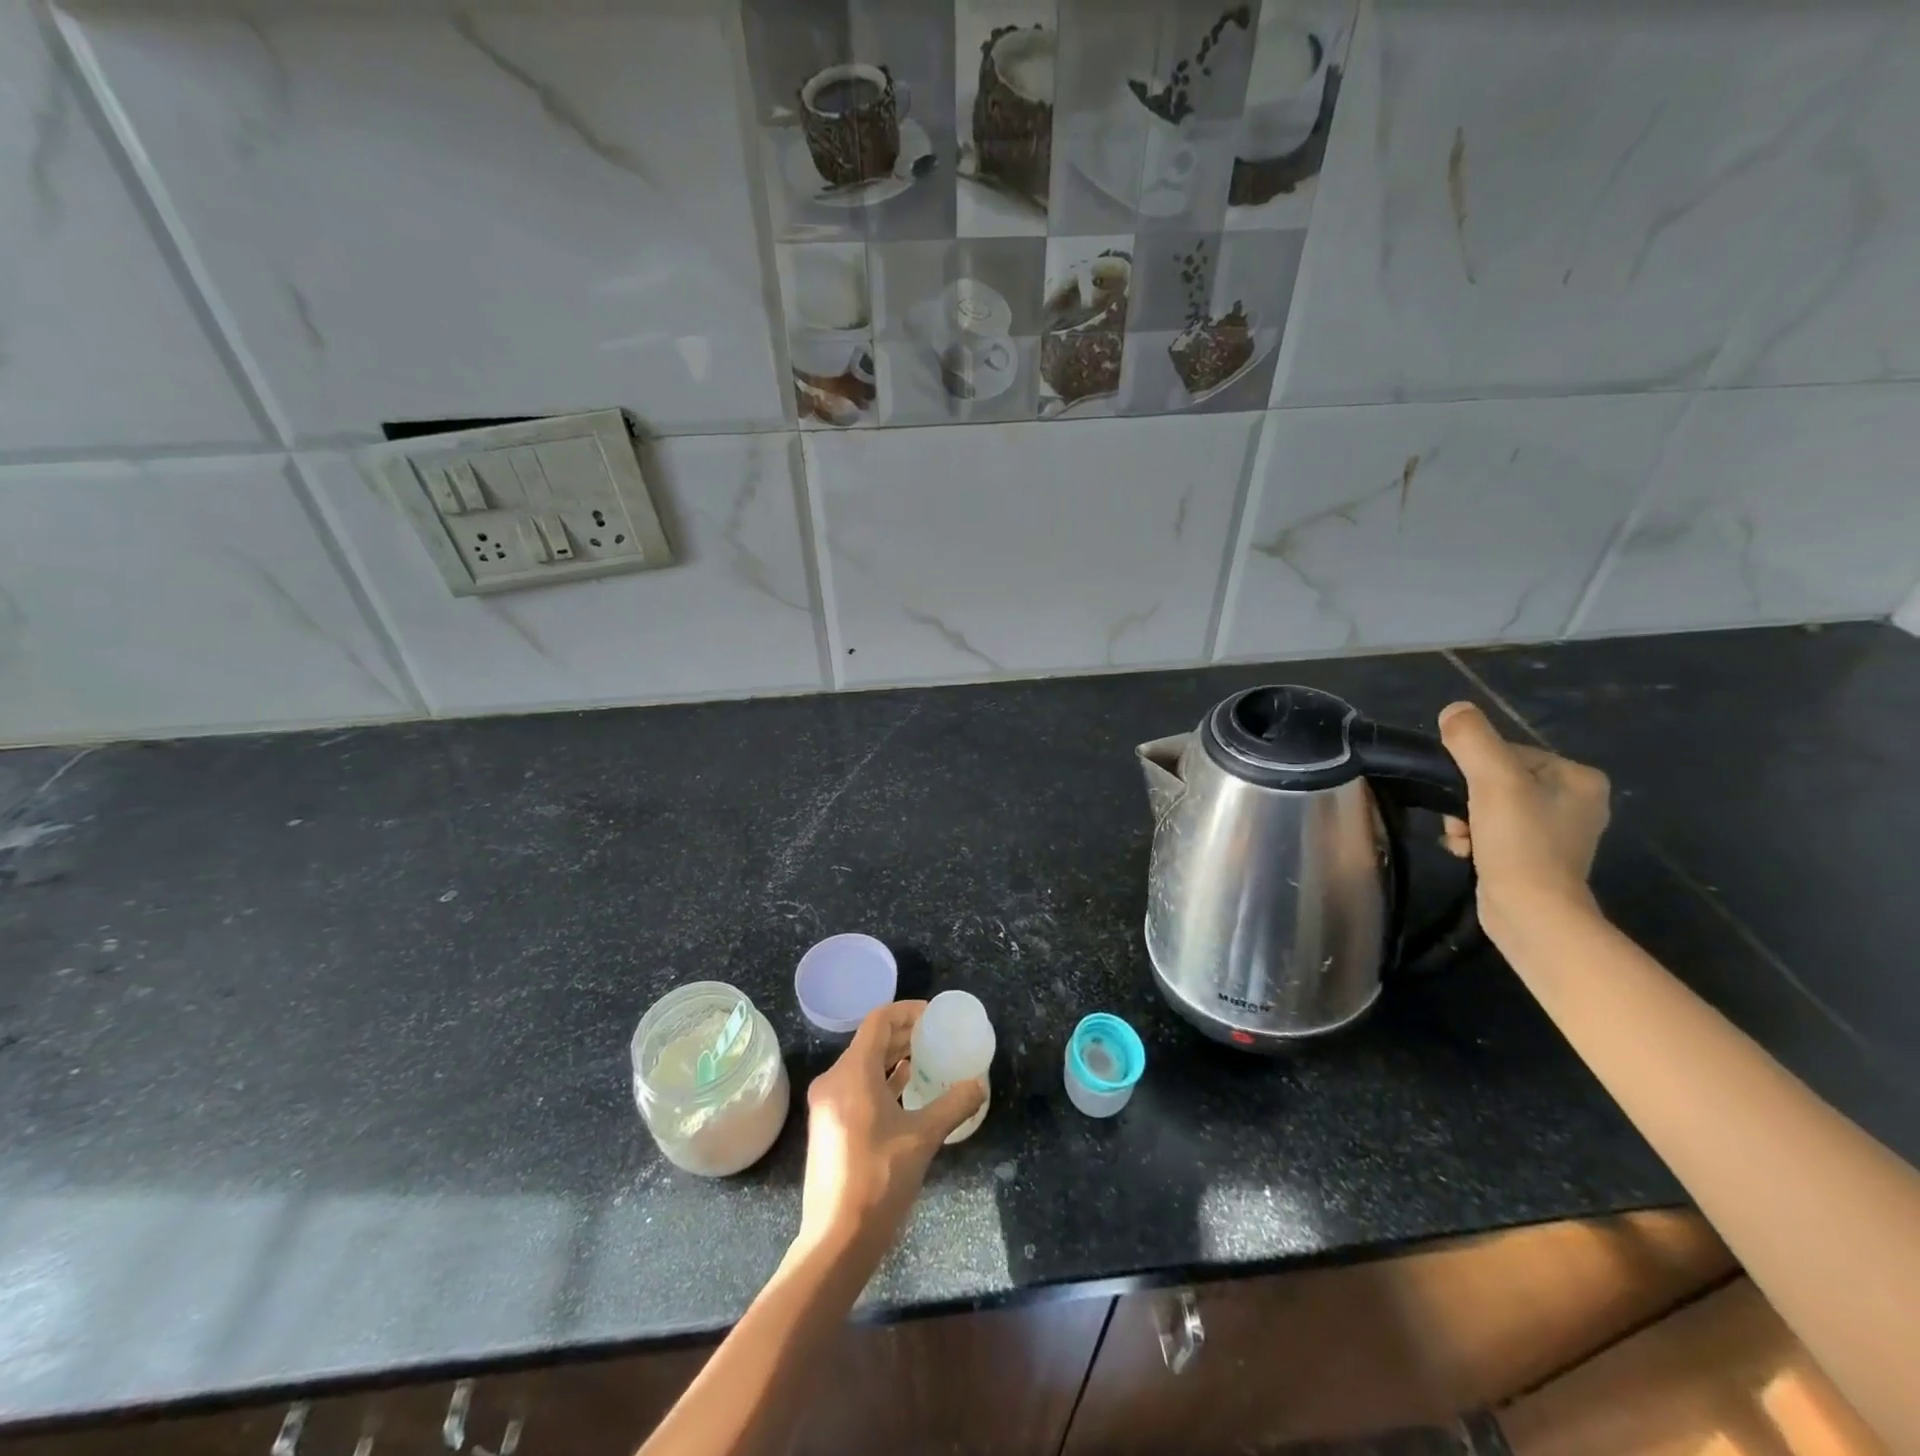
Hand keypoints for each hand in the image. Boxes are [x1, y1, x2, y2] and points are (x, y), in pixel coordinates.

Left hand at [790, 1001, 985, 1278]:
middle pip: (870, 1041)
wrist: (836, 1240)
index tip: (934, 1015)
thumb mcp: (923, 1139)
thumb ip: (952, 1106)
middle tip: (936, 1035)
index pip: (879, 1022)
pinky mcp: (829, 1126)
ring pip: (863, 1065)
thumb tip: (979, 1085)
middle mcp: (834, 1080)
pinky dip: (882, 1080)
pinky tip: (905, 1089)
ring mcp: (828, 1104)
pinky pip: (857, 1087)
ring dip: (893, 1058)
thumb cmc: (879, 1180)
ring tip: (926, 1058)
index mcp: (852, 1073)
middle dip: (903, 1034)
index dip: (907, 1012)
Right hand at [1436, 701, 1611, 937]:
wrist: (1532, 914)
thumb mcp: (1492, 780)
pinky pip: (1495, 831)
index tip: (1463, 794)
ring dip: (1464, 820)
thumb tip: (1454, 710)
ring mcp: (1558, 832)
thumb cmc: (1520, 843)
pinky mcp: (1537, 857)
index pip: (1507, 753)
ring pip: (1490, 806)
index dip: (1474, 770)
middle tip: (1459, 822)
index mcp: (1578, 777)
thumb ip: (1472, 739)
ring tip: (1462, 841)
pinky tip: (1466, 852)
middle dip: (1465, 799)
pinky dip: (1474, 838)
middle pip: (1496, 780)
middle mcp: (1576, 801)